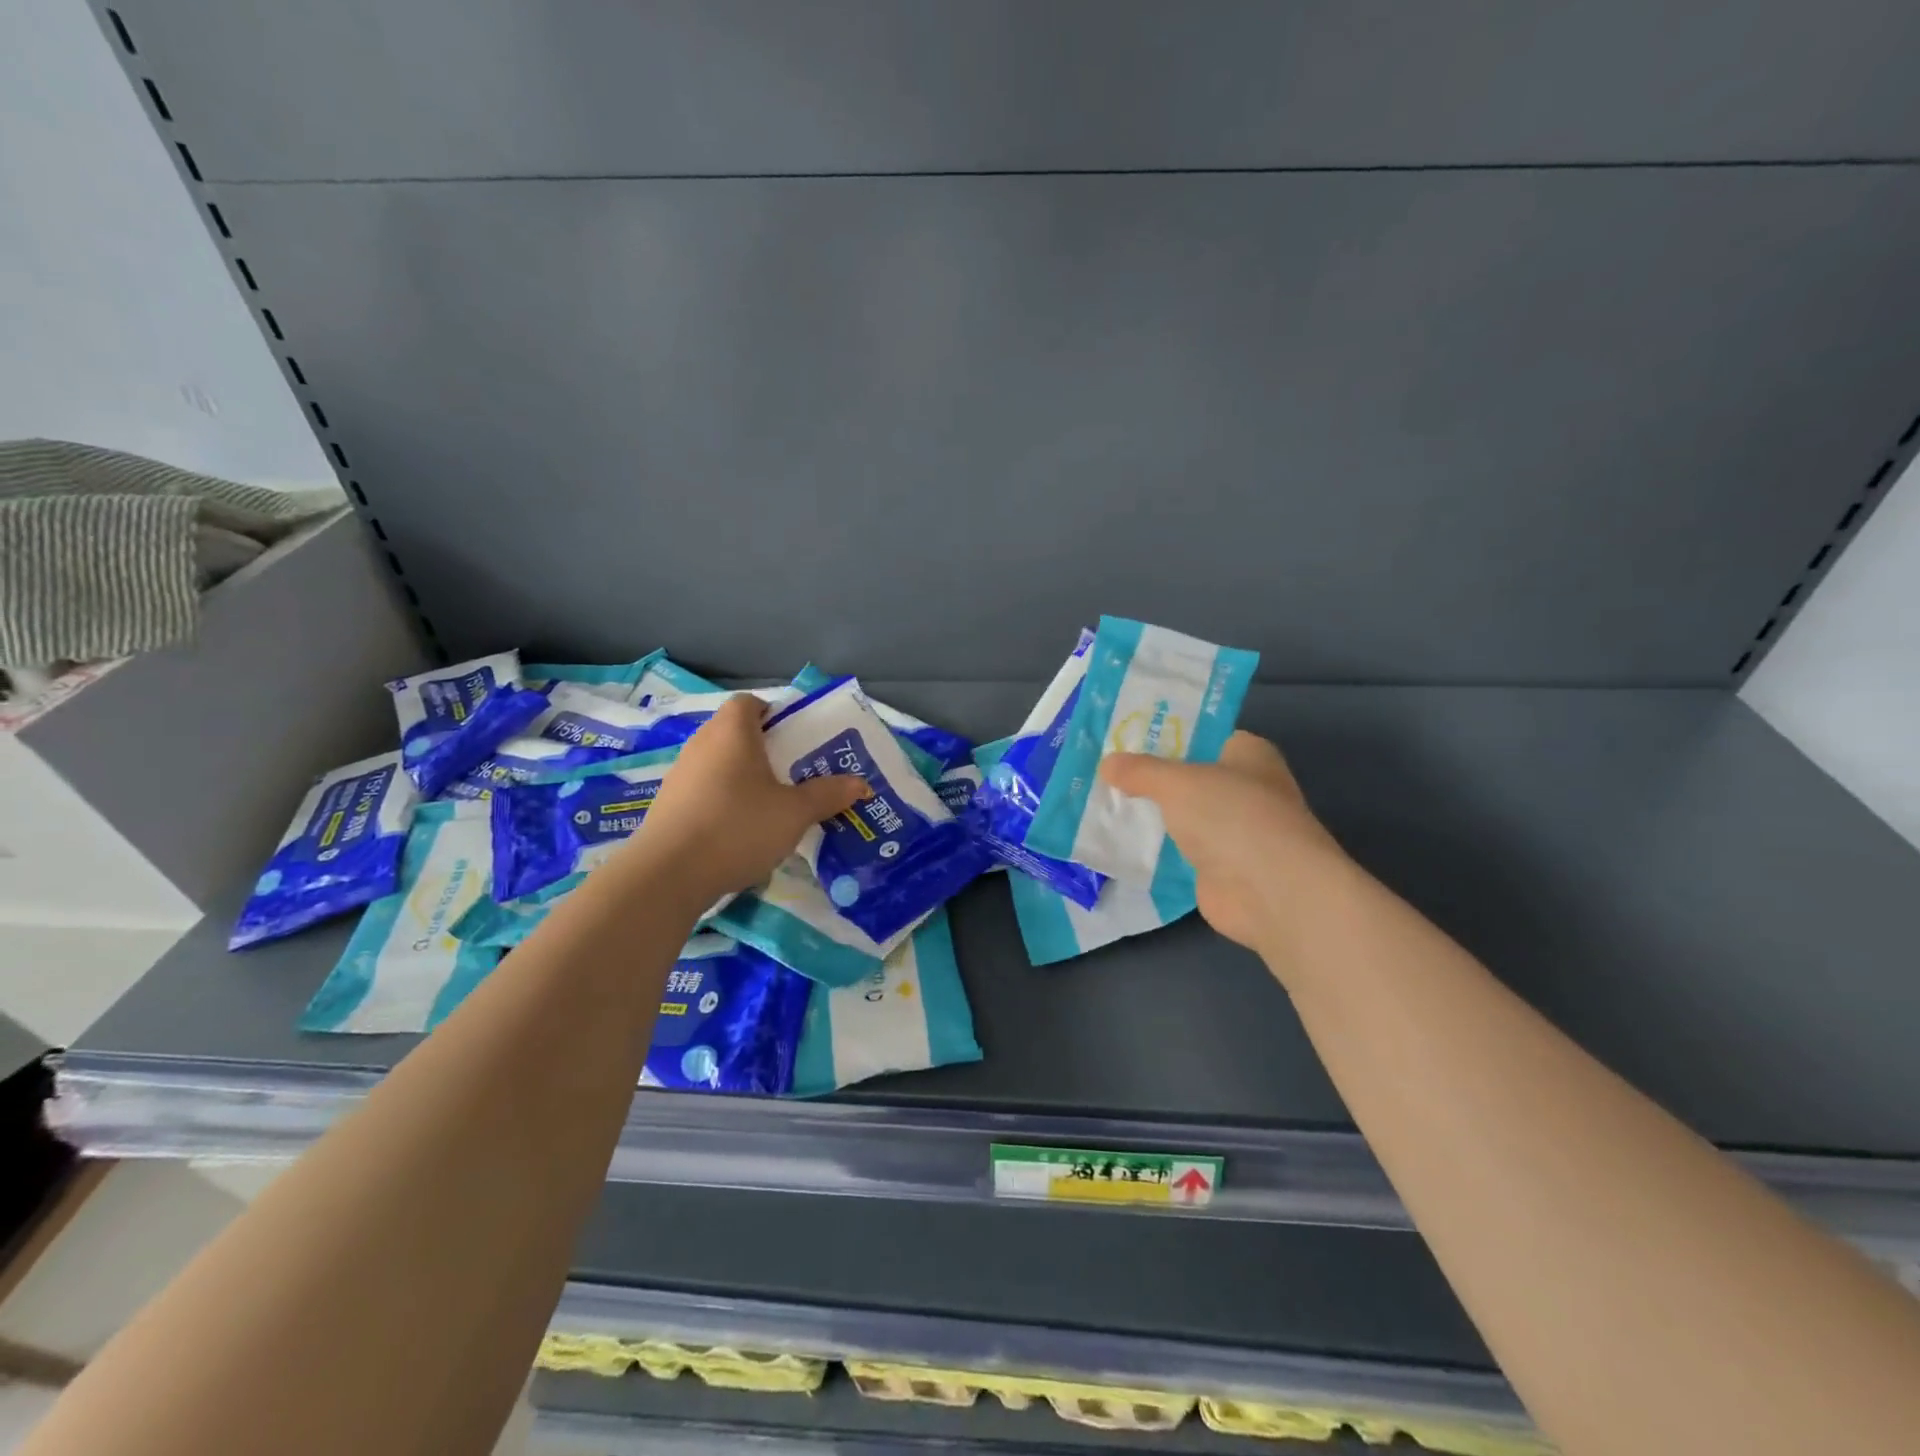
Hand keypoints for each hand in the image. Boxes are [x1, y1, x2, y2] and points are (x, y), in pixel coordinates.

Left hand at [623, 695, 866, 899]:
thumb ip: (828, 795)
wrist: (668, 874)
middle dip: (765, 748)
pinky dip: (723, 799)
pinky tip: (740, 829)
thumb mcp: (795, 813)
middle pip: (735, 732)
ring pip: (719, 762)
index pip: (750, 702)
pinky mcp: (668, 805)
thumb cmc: (738, 827)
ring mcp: (680, 775)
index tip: (795, 737)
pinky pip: (704, 789)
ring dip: (743, 776)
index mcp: (732, 732)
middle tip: (795, 772)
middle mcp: (702, 743)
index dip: (774, 713)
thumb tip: (861, 783)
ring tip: (772, 803)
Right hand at [1099, 731, 1346, 955]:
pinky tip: (1117, 842)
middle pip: (1188, 776)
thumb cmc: (1232, 816)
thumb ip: (1141, 771)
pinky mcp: (1219, 868)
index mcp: (1248, 754)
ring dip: (1149, 814)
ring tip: (1099, 802)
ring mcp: (1233, 832)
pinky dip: (1154, 849)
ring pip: (1181, 815)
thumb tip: (1107, 763)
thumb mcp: (1178, 781)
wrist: (1270, 892)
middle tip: (1103, 769)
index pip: (1203, 735)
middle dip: (1149, 776)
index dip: (1166, 734)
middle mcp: (1245, 789)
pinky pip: (1177, 850)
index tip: (1124, 737)